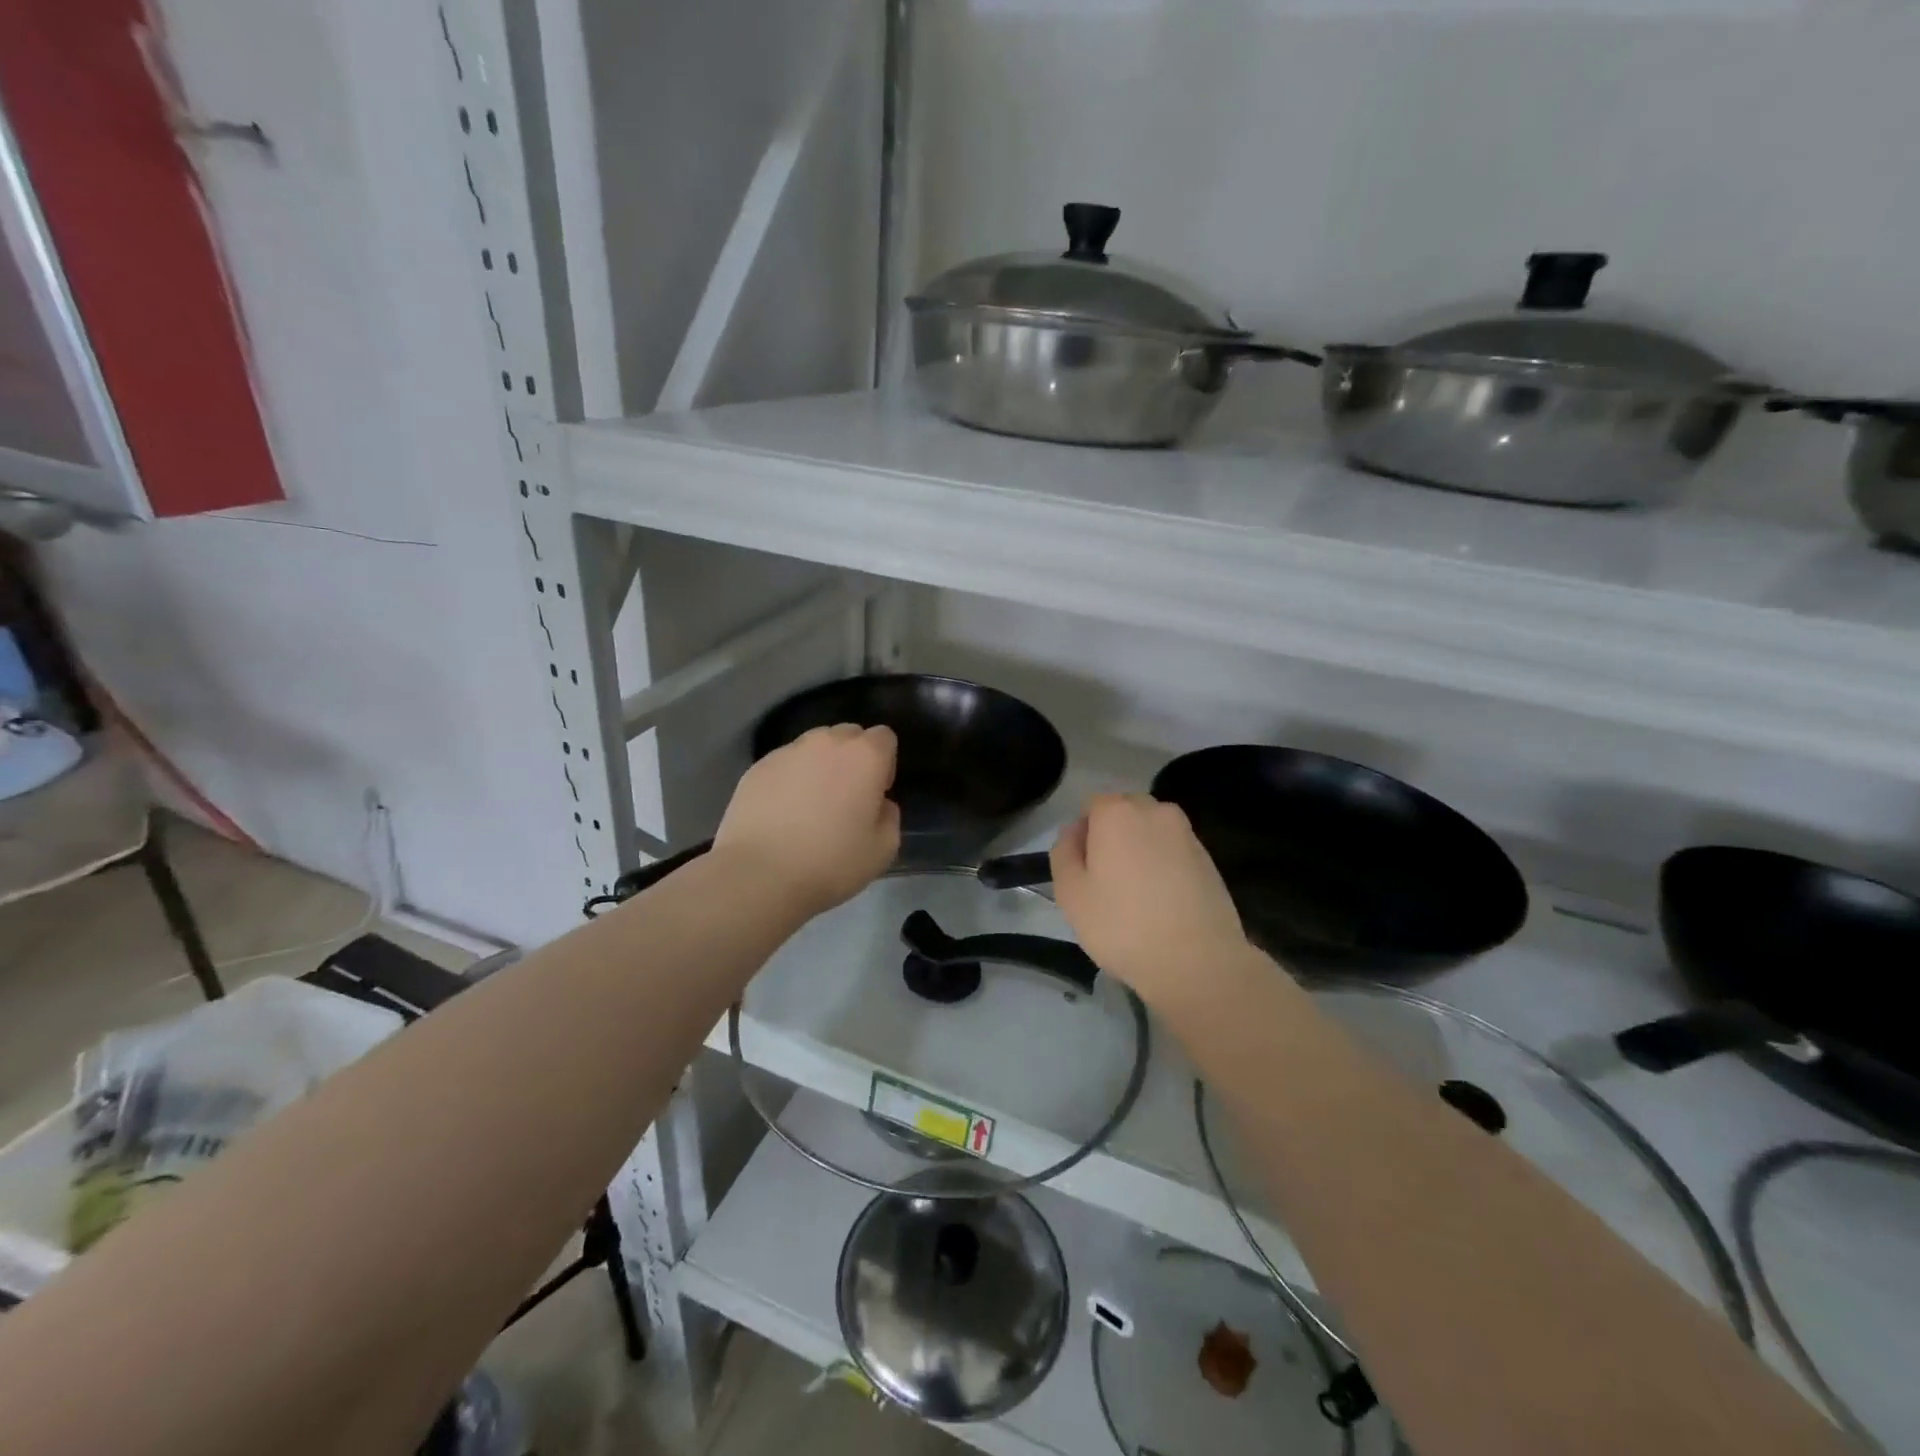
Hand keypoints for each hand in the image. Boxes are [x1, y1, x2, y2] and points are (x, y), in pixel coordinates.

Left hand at [714, 724, 900, 915]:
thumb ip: (889, 816)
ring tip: (809, 804)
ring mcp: (788, 751)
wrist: (760, 874)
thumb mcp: (883, 849)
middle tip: (844, 797)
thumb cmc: (831, 861)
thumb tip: (879, 804)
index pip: (884, 737)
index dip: (884, 763)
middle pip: (848, 735)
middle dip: (852, 758)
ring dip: (819, 766)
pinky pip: (784, 764)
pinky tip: (781, 813)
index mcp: (865, 755)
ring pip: (813, 747)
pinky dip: (789, 779)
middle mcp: (827, 742)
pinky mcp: (757, 767)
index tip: (875, 793)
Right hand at [1050, 793, 1254, 1006]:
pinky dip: (1164, 865)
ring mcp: (1186, 834)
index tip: (1083, 870)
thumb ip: (1064, 852)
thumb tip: (1074, 832)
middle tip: (1106, 880)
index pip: (1091, 805)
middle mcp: (1155, 811)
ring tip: (1136, 893)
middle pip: (1125, 811)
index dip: (1083, 835)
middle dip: (1113, 835)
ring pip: (1152, 831)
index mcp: (1117, 812)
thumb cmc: (1122, 926)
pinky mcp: (1209, 859)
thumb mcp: (1070, 893)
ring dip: (1140, 850)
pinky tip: (1162, 902)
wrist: (1197, 962)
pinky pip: (1174, 851)